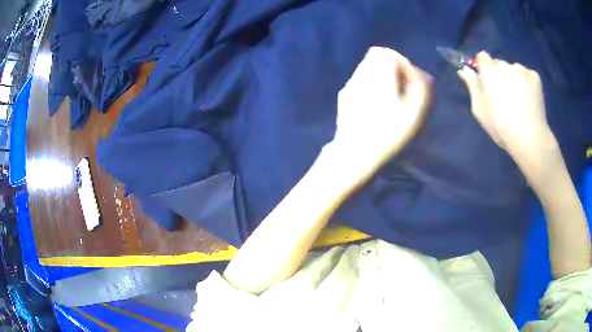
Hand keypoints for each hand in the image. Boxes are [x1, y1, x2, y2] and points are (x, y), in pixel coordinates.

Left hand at [333, 47, 429, 175]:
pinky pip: (360, 82)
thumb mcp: (412, 113)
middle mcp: (360, 75)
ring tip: (391, 98)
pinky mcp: (344, 97)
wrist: (354, 152)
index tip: (409, 80)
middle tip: (402, 88)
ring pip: (367, 69)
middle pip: (375, 58)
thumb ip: (420, 89)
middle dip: (392, 68)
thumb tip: (423, 76)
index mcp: (377, 75)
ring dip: (382, 77)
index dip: (401, 62)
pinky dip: (371, 86)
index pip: (386, 53)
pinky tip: (376, 106)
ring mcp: (349, 86)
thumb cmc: (387, 133)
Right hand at [457, 51, 555, 161]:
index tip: (487, 81)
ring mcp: (521, 69)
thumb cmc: (501, 127)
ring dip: (514, 79)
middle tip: (505, 95)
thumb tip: (464, 70)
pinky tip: (529, 99)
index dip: (484, 67)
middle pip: (499, 64)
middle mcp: (504, 64)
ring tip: (519, 100)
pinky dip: (527, 83)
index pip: (482, 56)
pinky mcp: (535, 76)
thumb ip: (472, 86)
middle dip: (500, 75)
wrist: (529, 138)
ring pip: (514, 70)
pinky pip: (527, 75)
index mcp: (488, 71)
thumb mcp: (480, 110)